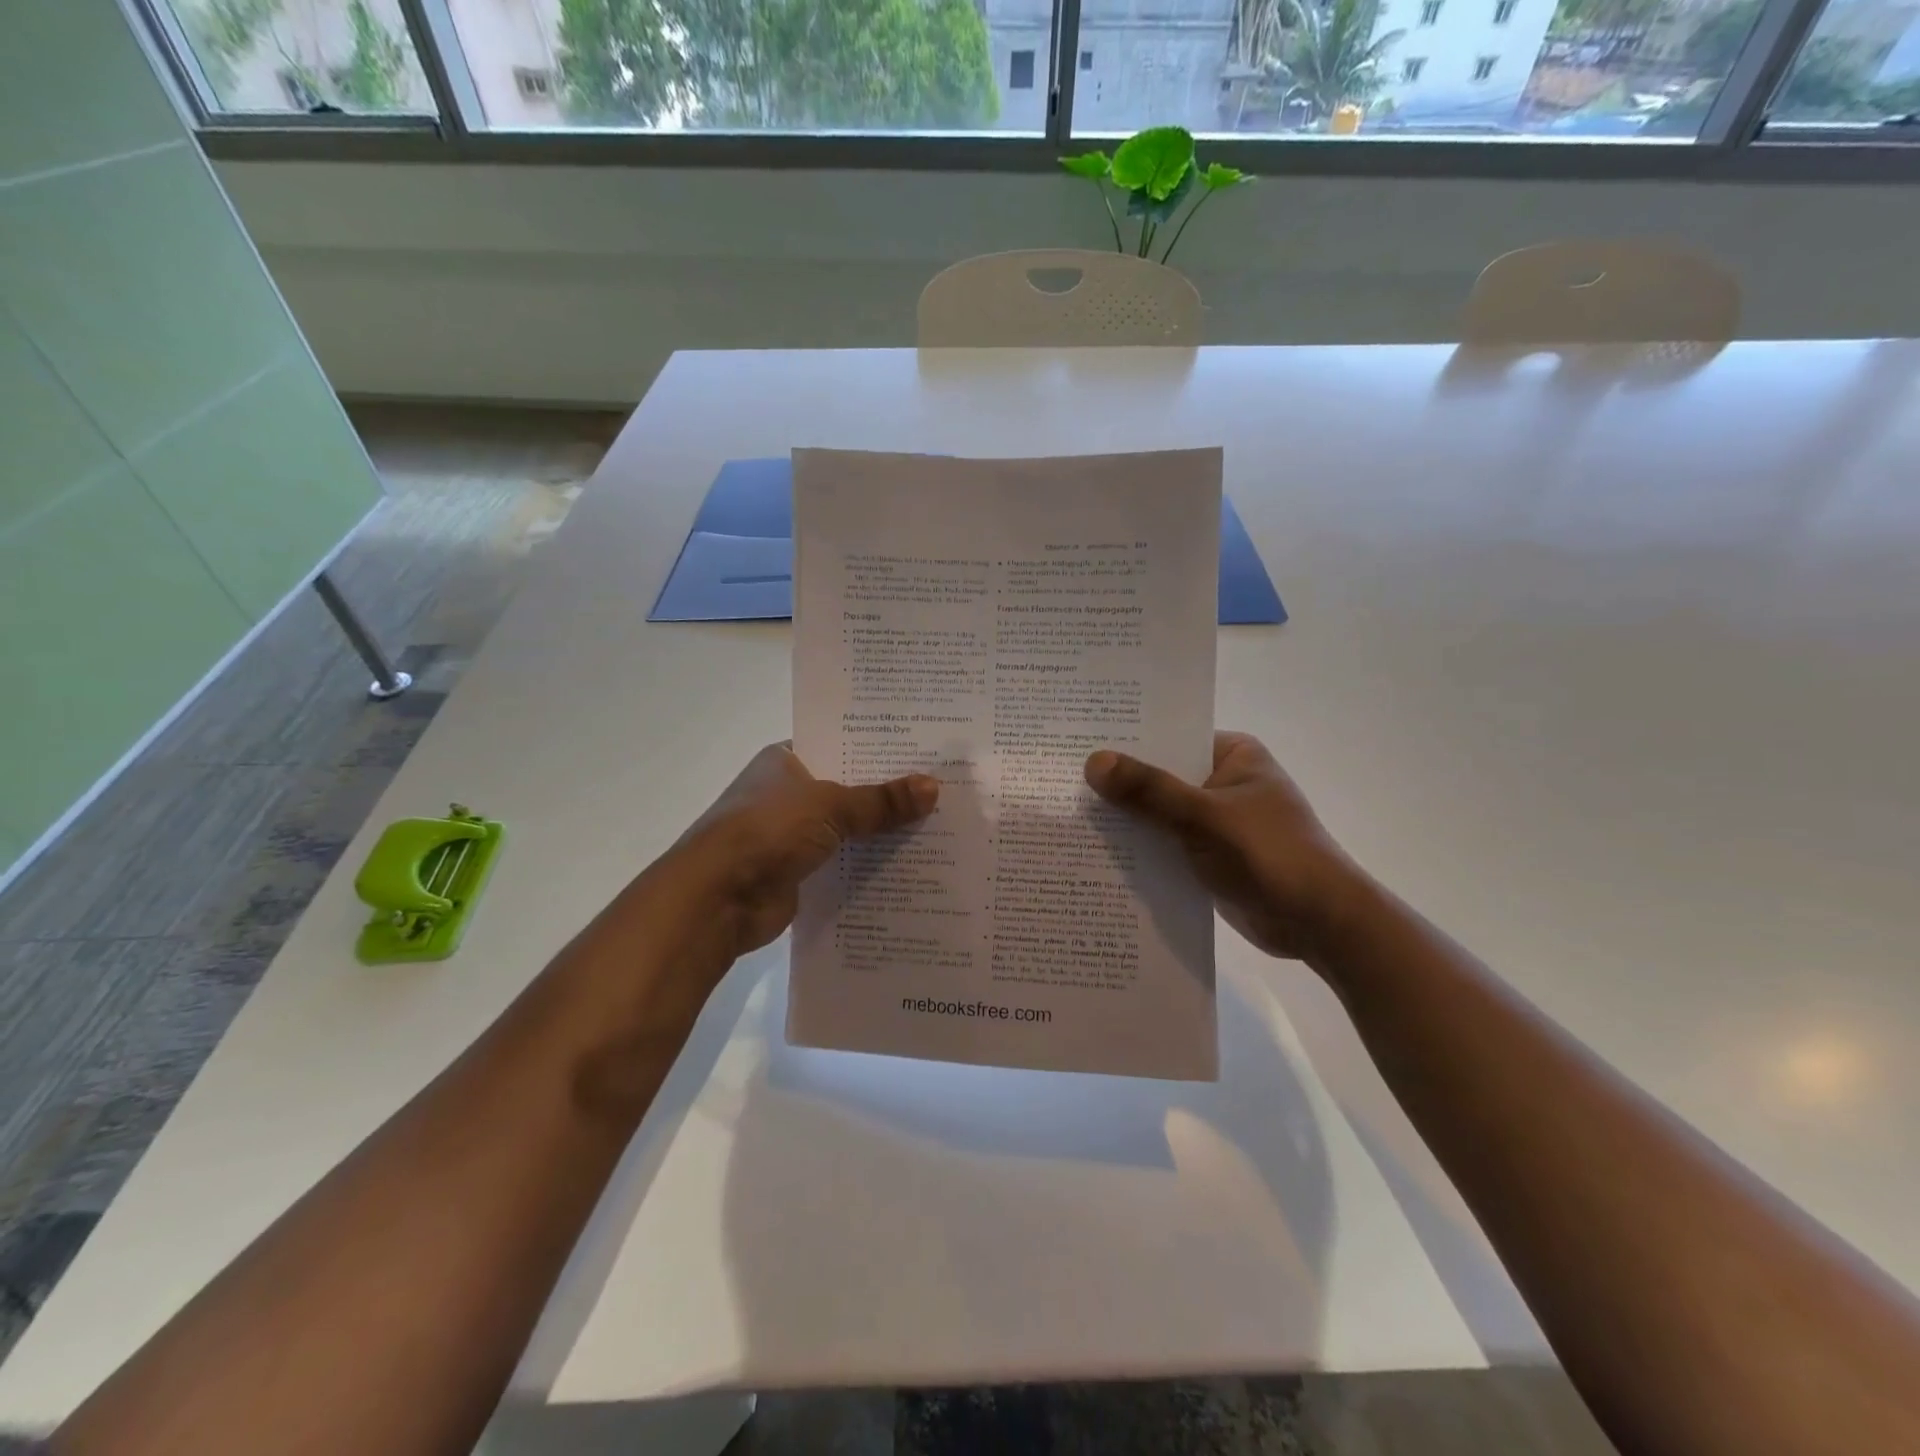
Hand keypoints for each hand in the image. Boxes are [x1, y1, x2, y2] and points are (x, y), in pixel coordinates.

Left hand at [662, 744, 938, 961]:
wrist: (715, 899)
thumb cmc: (767, 831)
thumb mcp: (830, 806)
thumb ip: (881, 800)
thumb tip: (933, 787)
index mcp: (785, 760)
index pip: (839, 745)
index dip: (879, 748)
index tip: (924, 751)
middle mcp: (787, 793)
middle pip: (848, 788)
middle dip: (888, 793)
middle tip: (944, 788)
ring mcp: (791, 835)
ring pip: (848, 828)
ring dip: (882, 832)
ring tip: (939, 825)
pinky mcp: (799, 872)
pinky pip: (844, 863)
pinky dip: (869, 866)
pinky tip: (912, 865)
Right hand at [1084, 731, 1360, 960]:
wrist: (1319, 923)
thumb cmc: (1270, 854)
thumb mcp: (1204, 817)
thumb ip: (1149, 790)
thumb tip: (1093, 762)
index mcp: (1232, 754)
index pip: (1169, 737)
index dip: (1126, 741)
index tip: (1077, 744)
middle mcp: (1222, 781)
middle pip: (1160, 776)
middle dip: (1119, 784)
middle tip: (1062, 781)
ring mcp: (1216, 820)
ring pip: (1159, 812)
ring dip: (1126, 819)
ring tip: (1068, 815)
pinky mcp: (1209, 854)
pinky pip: (1166, 842)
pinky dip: (1141, 847)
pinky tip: (1097, 851)